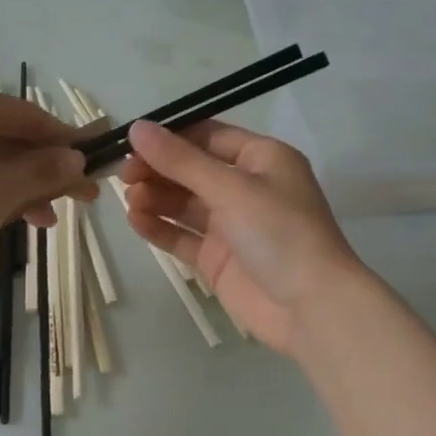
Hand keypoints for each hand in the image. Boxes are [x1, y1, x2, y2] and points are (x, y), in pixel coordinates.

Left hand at [0, 80, 95, 286]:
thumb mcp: (6, 189)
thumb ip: (46, 169)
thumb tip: (77, 158)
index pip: (31, 116)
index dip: (67, 143)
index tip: (94, 165)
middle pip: (10, 137)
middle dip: (46, 170)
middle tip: (80, 199)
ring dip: (22, 185)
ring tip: (47, 219)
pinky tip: (12, 217)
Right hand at [119, 119, 365, 357]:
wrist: (312, 308)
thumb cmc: (280, 233)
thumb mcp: (231, 189)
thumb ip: (181, 160)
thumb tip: (137, 128)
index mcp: (262, 159)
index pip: (208, 136)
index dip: (169, 137)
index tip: (131, 143)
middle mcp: (247, 188)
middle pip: (192, 170)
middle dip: (158, 169)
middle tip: (123, 176)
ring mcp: (232, 225)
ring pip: (184, 203)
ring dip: (155, 197)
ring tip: (128, 200)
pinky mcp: (218, 259)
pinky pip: (182, 237)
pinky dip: (159, 228)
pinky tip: (135, 221)